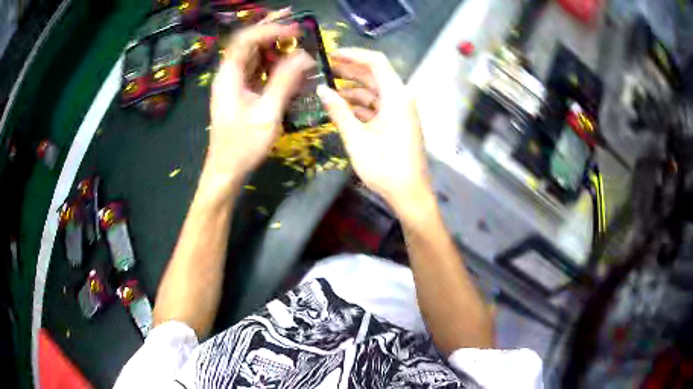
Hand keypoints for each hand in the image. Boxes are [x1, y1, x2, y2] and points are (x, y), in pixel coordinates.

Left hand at [207, 14, 313, 183]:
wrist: (227, 171)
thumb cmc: (243, 146)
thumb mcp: (267, 114)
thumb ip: (285, 82)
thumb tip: (304, 56)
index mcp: (229, 76)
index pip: (246, 40)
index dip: (270, 29)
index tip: (295, 30)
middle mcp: (229, 75)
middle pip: (247, 42)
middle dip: (270, 26)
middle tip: (293, 16)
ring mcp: (235, 83)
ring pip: (253, 54)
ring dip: (272, 41)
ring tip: (293, 31)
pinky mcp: (242, 92)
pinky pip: (258, 69)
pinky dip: (273, 60)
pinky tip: (288, 57)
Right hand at [317, 48, 430, 209]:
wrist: (409, 194)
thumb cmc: (384, 167)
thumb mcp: (356, 138)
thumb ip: (338, 110)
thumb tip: (320, 88)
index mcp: (396, 96)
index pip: (376, 62)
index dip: (353, 54)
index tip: (331, 54)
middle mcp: (401, 98)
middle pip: (374, 75)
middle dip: (349, 70)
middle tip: (323, 69)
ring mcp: (401, 110)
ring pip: (374, 90)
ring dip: (352, 89)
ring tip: (326, 88)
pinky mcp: (398, 121)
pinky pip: (377, 105)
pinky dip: (360, 104)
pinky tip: (341, 107)